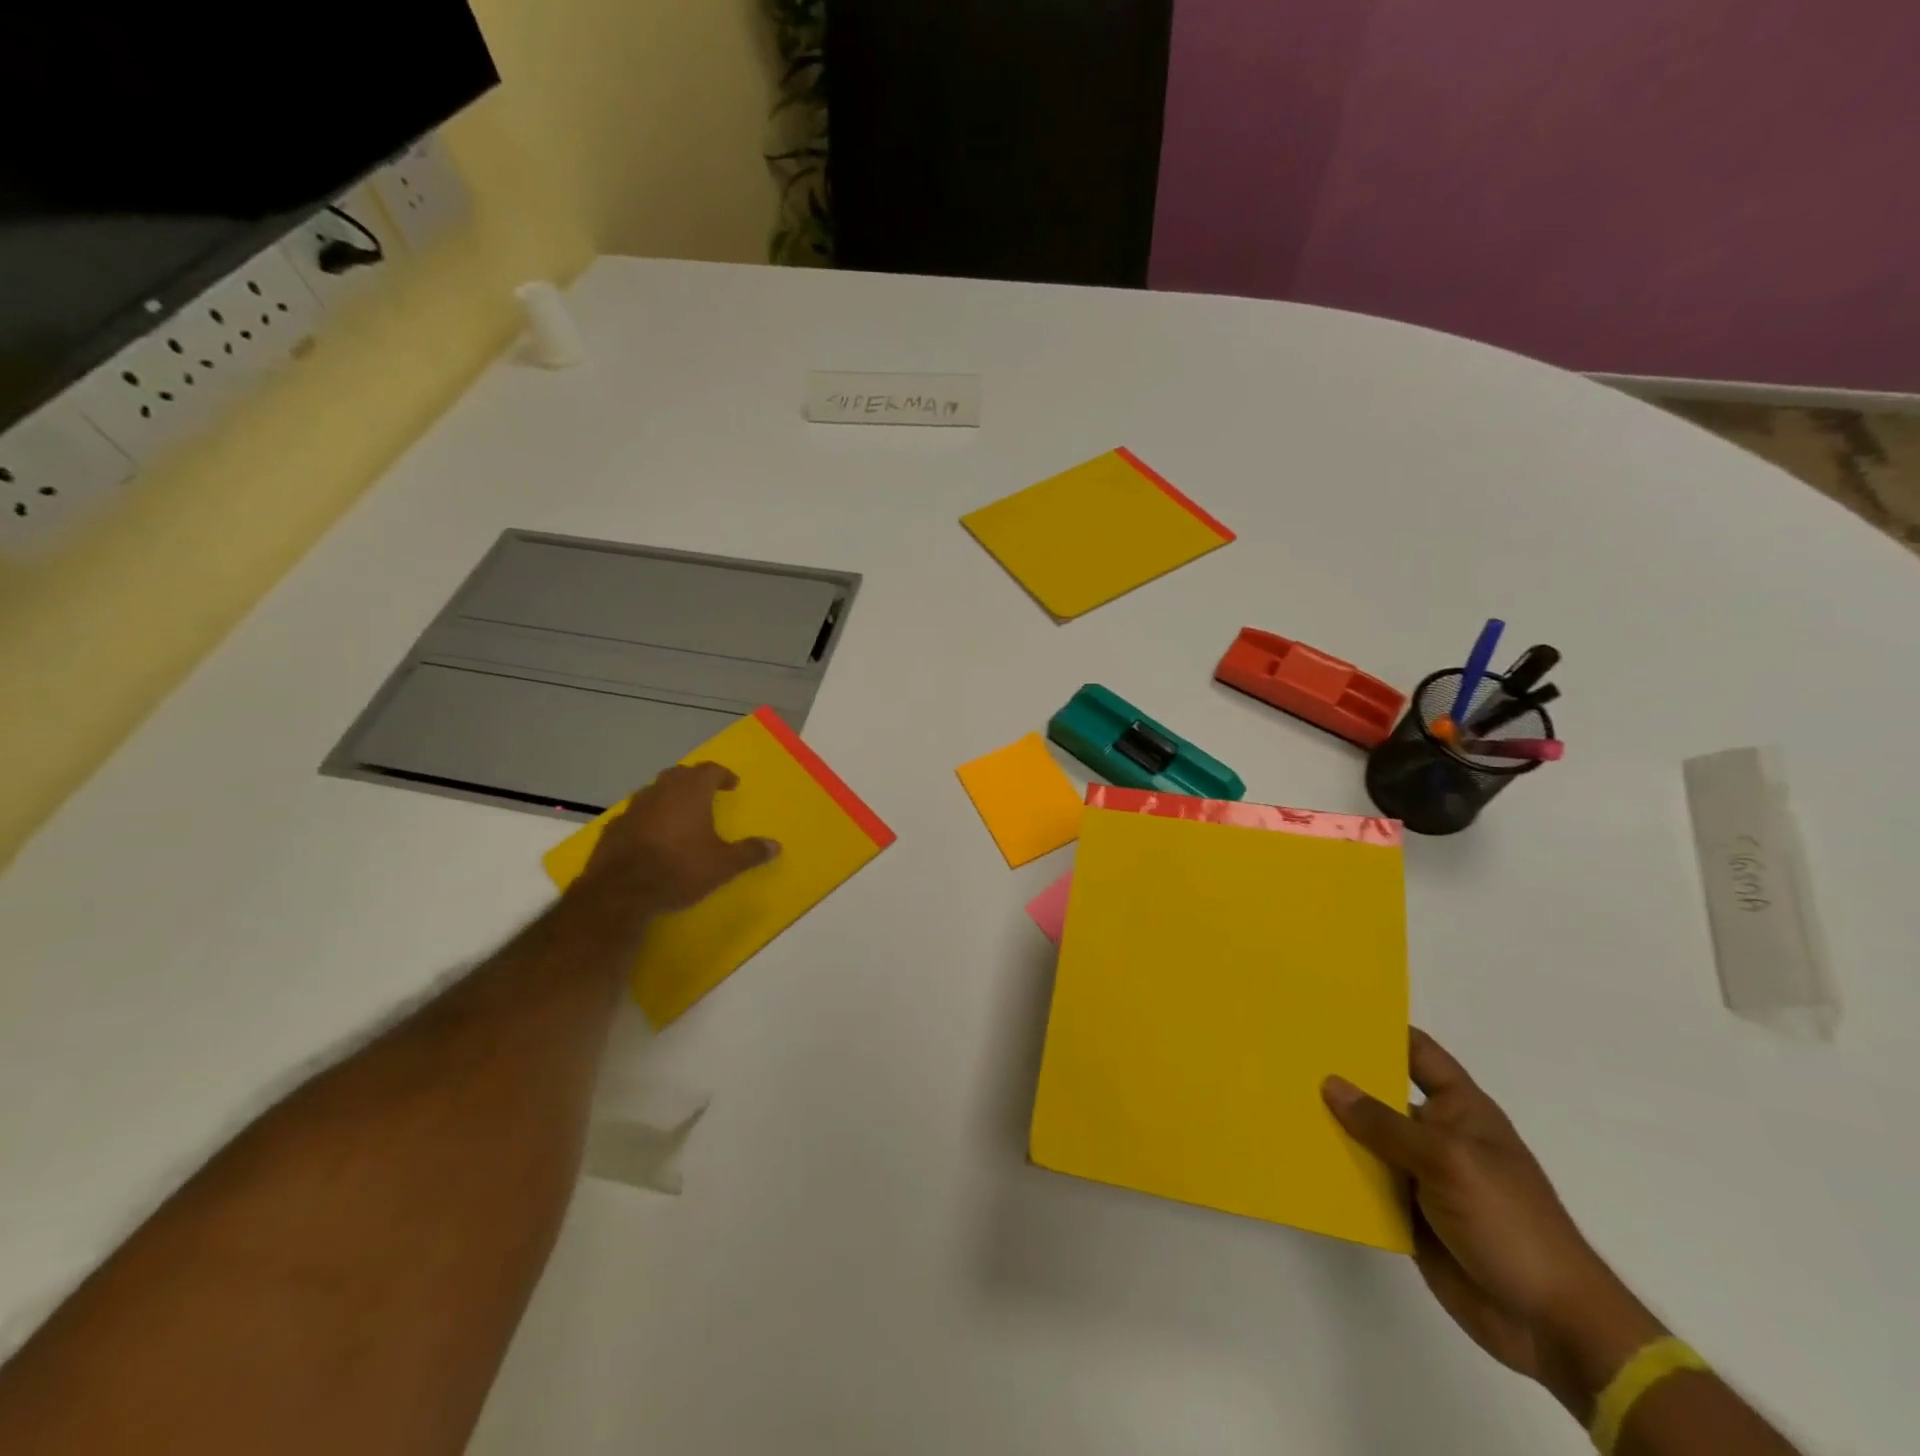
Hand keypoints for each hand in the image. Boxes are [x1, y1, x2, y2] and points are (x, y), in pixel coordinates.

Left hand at [575, 762, 778, 914]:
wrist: (621, 892)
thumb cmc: (680, 869)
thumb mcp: (723, 865)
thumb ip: (749, 852)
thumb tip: (776, 846)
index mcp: (690, 792)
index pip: (709, 770)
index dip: (723, 775)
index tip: (732, 784)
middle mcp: (661, 791)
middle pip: (679, 774)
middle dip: (694, 781)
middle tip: (706, 793)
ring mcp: (633, 807)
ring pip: (655, 791)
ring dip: (669, 797)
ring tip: (680, 814)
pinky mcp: (614, 827)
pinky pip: (636, 814)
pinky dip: (648, 818)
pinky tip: (651, 836)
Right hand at [1322, 1031, 1660, 1410]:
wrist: (1549, 1323)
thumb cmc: (1510, 1221)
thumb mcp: (1446, 1161)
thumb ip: (1385, 1124)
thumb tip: (1331, 1083)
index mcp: (1460, 1109)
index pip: (1418, 1053)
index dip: (1382, 1031)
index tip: (1332, 1013)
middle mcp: (1437, 1134)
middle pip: (1382, 1095)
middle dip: (1342, 1079)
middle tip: (1288, 1056)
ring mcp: (1422, 1175)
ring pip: (1367, 1140)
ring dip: (1333, 1128)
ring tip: (1280, 1101)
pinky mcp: (1408, 1214)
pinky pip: (1365, 1183)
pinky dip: (1338, 1173)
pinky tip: (1300, 1157)